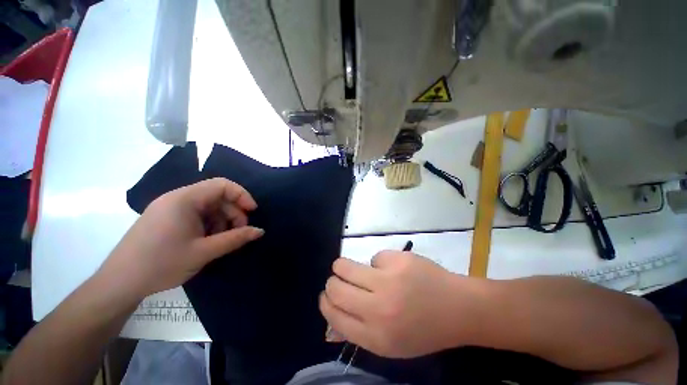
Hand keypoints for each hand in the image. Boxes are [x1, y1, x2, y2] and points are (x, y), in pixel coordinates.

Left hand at [99, 178, 263, 297]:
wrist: (119, 283)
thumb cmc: (161, 264)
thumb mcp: (204, 252)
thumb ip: (235, 238)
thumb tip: (260, 231)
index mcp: (184, 199)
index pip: (222, 185)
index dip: (242, 195)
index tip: (252, 212)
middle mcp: (177, 198)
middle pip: (217, 196)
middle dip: (233, 212)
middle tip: (239, 232)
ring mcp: (171, 209)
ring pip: (208, 207)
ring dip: (222, 221)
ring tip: (222, 240)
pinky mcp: (167, 219)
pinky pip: (197, 215)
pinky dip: (209, 225)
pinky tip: (209, 241)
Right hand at [320, 251, 485, 357]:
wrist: (458, 309)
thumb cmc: (423, 329)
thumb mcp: (390, 343)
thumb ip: (358, 331)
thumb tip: (331, 318)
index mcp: (376, 335)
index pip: (334, 315)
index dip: (326, 302)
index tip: (326, 295)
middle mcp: (378, 308)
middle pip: (335, 287)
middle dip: (332, 281)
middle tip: (339, 278)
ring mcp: (389, 280)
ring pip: (345, 265)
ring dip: (344, 265)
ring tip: (352, 267)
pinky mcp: (398, 259)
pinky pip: (374, 256)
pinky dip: (378, 262)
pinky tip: (392, 268)